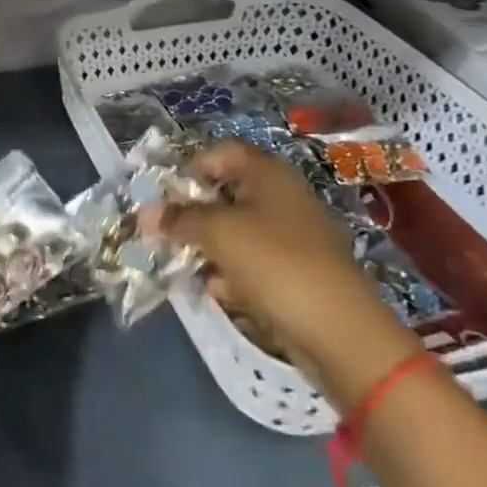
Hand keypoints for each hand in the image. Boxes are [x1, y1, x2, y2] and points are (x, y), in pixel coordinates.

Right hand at [159, 142, 419, 405]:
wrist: (342, 334)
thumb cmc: (275, 264)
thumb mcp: (218, 233)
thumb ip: (179, 219)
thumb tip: (144, 213)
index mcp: (269, 174)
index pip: (222, 152)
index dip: (191, 169)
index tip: (168, 196)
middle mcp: (283, 197)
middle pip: (228, 192)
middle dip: (195, 212)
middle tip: (169, 232)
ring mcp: (294, 236)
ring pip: (239, 230)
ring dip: (210, 245)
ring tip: (187, 265)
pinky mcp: (298, 273)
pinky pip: (255, 262)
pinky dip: (233, 272)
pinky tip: (219, 290)